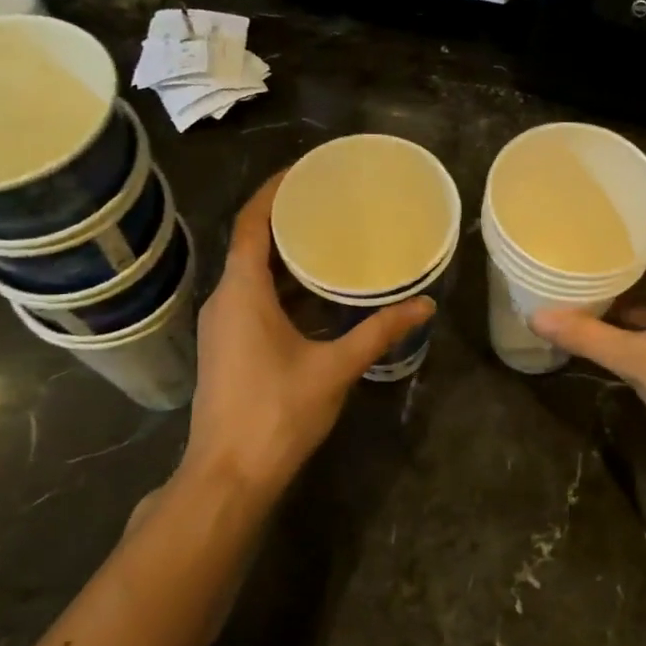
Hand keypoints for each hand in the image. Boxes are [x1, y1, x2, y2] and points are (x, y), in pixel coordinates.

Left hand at [178, 170, 433, 503]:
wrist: (229, 475)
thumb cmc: (278, 413)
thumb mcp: (335, 367)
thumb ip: (379, 332)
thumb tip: (424, 304)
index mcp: (242, 292)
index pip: (251, 223)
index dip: (274, 191)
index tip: (305, 170)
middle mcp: (224, 300)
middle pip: (250, 244)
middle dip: (286, 221)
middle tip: (330, 203)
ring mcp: (221, 326)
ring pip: (251, 274)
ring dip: (284, 257)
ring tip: (328, 240)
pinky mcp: (227, 347)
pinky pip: (252, 298)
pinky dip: (281, 286)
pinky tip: (316, 294)